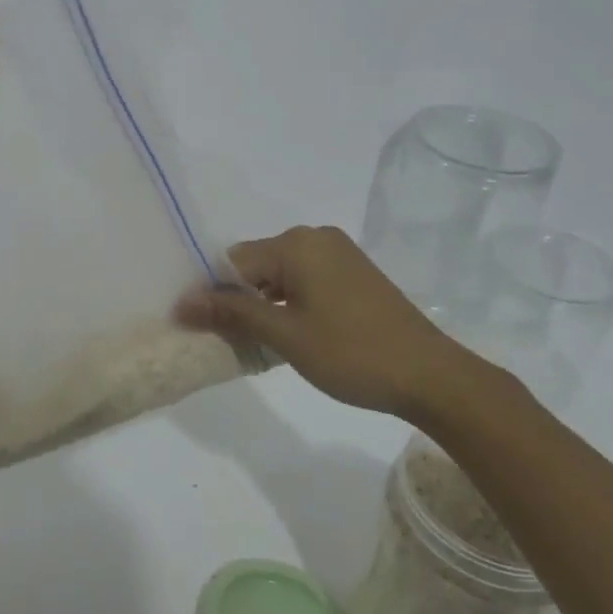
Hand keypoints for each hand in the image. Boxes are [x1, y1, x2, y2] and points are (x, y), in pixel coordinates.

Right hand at [178, 226, 490, 422]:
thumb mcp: (285, 335)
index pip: (233, 261)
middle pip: (256, 264)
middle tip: (225, 339)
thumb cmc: (352, 354)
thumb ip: (231, 313)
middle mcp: (315, 237)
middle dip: (236, 298)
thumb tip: (181, 303)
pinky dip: (288, 302)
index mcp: (296, 244)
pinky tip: (287, 333)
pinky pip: (304, 279)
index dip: (211, 293)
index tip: (197, 327)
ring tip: (254, 341)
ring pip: (279, 273)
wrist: (432, 376)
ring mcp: (338, 253)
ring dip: (262, 303)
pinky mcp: (353, 272)